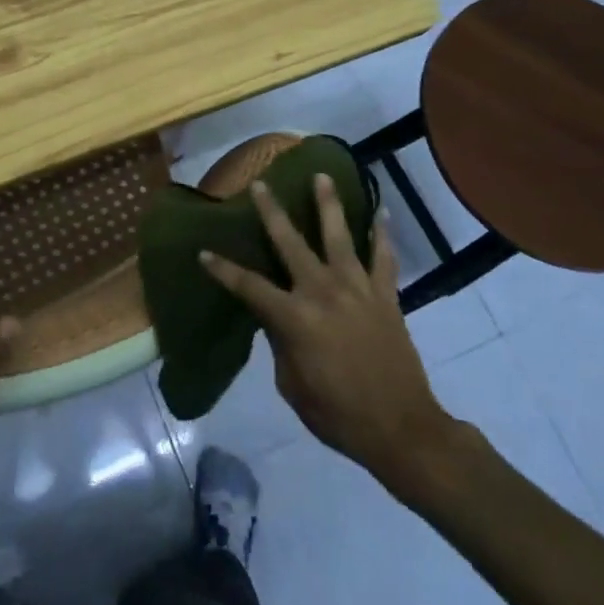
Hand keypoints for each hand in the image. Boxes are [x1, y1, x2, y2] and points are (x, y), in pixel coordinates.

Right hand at [200, 175, 454, 489]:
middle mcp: (323, 293)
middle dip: (273, 212)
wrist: (400, 428)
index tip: (203, 251)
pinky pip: (384, 258)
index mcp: (294, 318)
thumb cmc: (337, 414)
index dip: (223, 269)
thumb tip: (274, 317)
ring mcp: (358, 290)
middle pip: (291, 244)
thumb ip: (281, 343)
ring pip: (339, 236)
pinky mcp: (386, 296)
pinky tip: (382, 212)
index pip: (249, 286)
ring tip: (323, 176)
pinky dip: (382, 234)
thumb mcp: (292, 385)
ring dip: (329, 204)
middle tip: (260, 184)